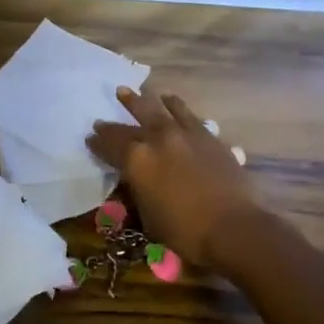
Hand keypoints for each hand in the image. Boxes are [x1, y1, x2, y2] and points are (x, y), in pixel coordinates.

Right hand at [87, 88, 261, 265]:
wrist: (233, 227)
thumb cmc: (185, 232)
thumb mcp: (148, 218)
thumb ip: (138, 193)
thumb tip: (134, 183)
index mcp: (137, 160)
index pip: (111, 145)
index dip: (98, 142)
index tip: (90, 137)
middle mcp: (158, 139)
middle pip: (134, 120)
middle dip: (120, 114)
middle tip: (111, 104)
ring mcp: (185, 134)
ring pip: (161, 109)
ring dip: (146, 100)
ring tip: (138, 91)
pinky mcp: (209, 137)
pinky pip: (188, 115)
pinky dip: (176, 106)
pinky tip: (173, 102)